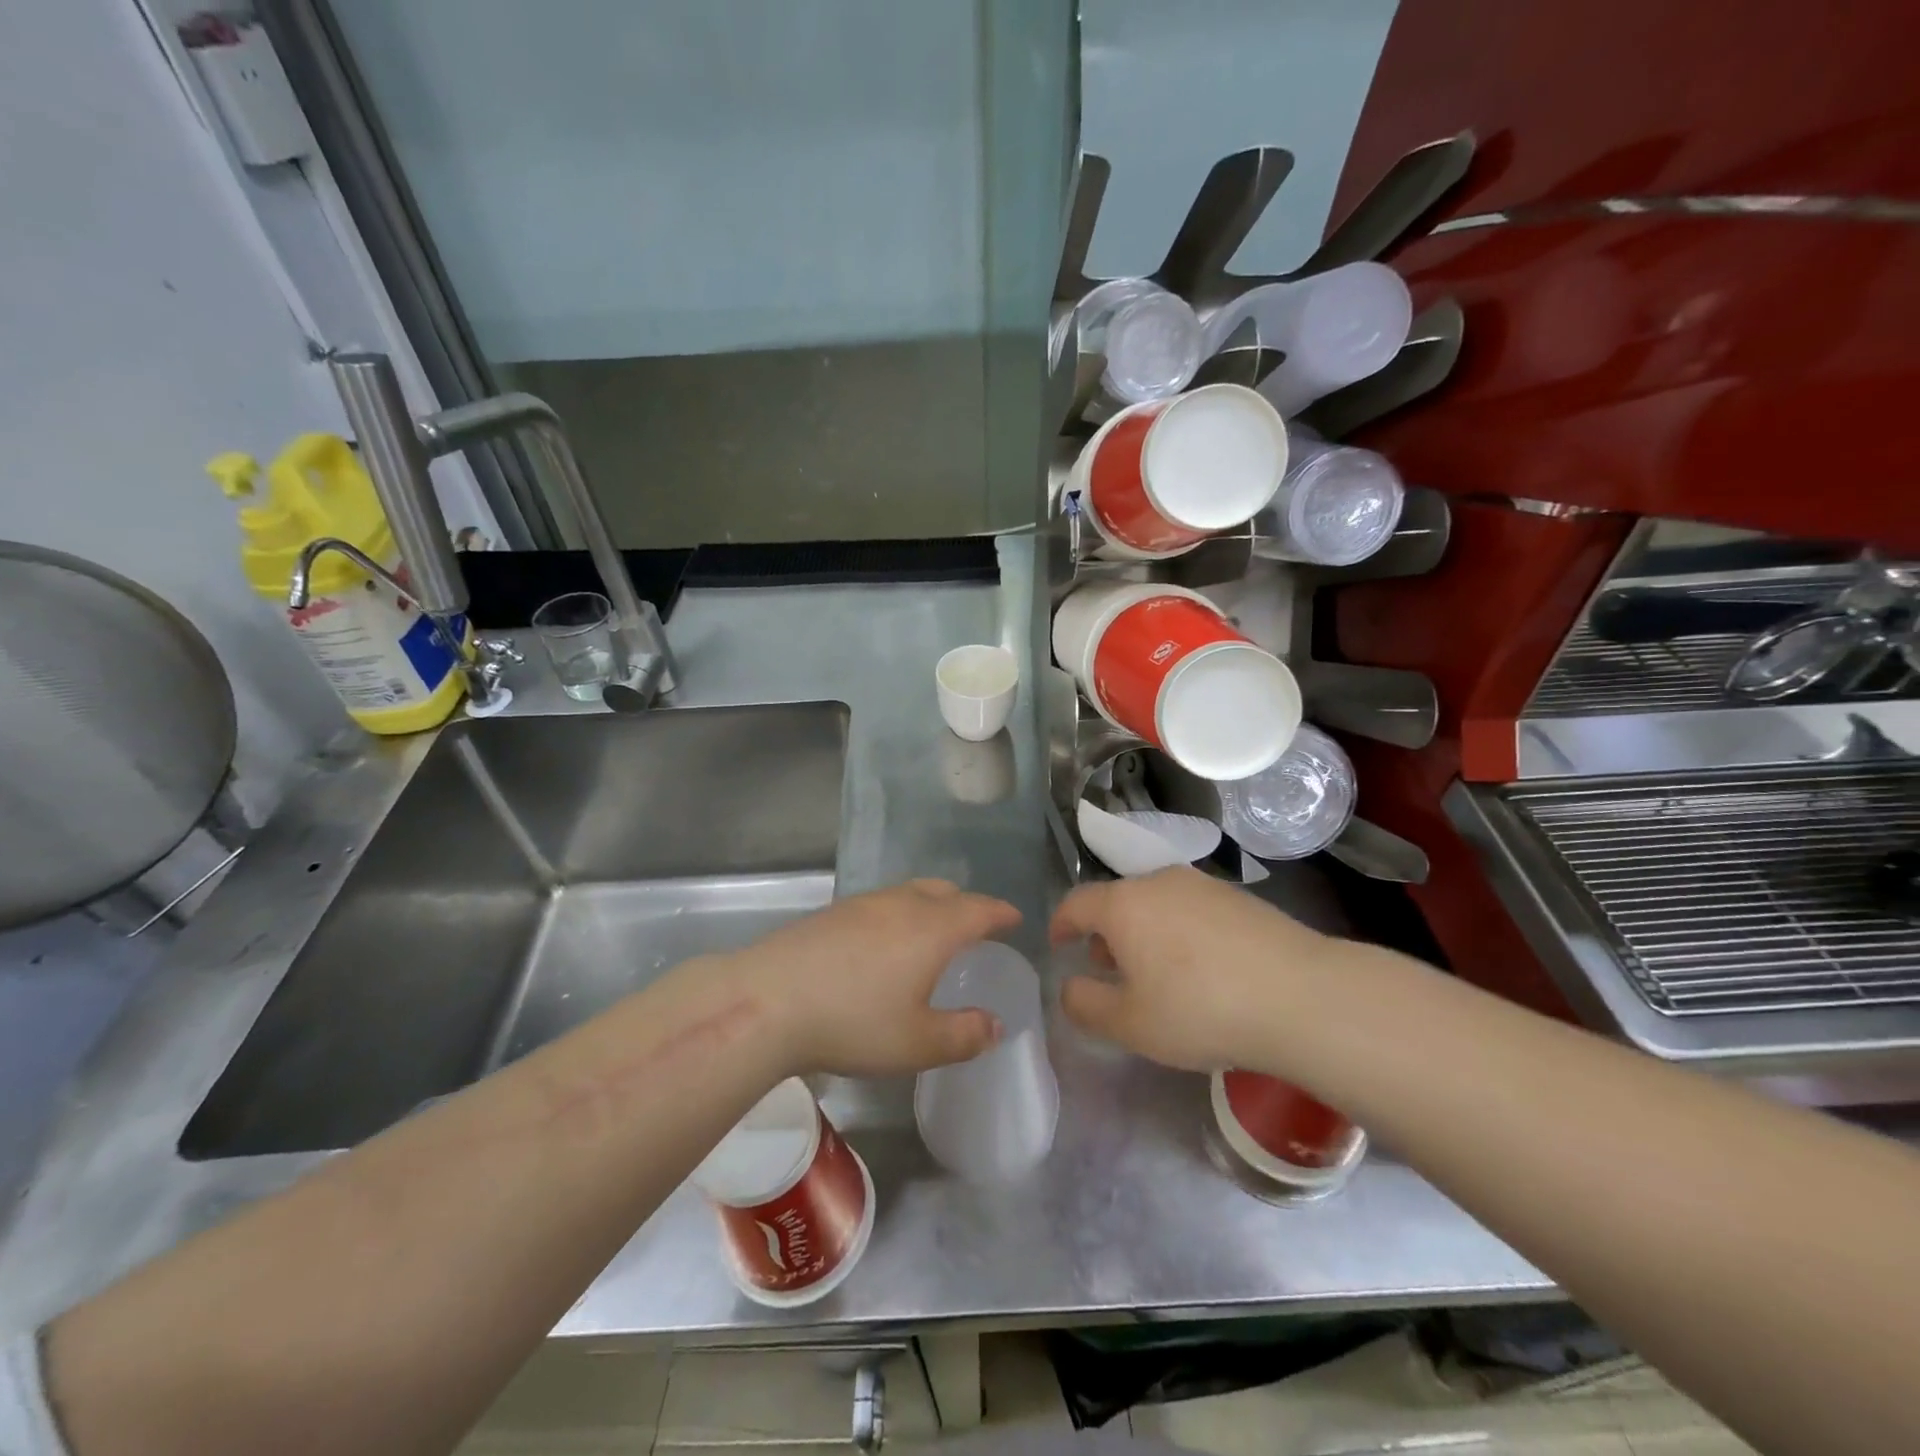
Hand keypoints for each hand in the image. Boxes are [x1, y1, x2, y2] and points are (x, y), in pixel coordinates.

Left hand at [730, 879, 1021, 1077]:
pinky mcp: (831, 912)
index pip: (979, 910)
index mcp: (933, 928)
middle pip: (945, 892)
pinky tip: (882, 943)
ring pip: (909, 893)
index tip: (1014, 918)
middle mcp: (902, 904)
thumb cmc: (854, 1022)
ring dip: (930, 905)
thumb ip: (964, 1035)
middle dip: (967, 905)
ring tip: (931, 933)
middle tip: (976, 927)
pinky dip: (898, 914)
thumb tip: (996, 1025)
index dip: (1000, 913)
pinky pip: (880, 903)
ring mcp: (863, 904)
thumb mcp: (918, 1043)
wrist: (768, 1001)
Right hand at [1049, 867, 1347, 1071]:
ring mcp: (1203, 885)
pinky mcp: (1240, 898)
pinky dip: (1180, 931)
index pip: (1076, 902)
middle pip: (1118, 900)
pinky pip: (1192, 909)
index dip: (1061, 923)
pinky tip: (1202, 968)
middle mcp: (1159, 881)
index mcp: (1124, 904)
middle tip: (1109, 971)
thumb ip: (1086, 1005)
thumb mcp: (1130, 1024)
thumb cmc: (1199, 1009)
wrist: (1301, 996)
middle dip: (1105, 932)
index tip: (1058, 943)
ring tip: (1156, 973)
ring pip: (1156, 903)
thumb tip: (1069, 987)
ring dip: (1144, 931)